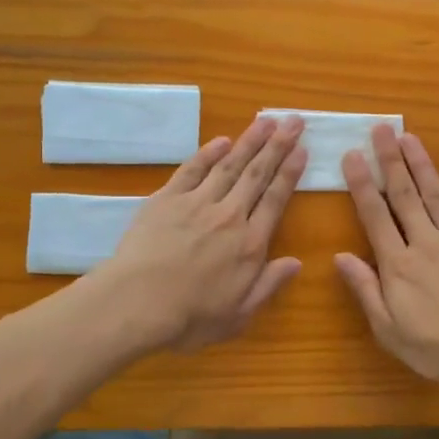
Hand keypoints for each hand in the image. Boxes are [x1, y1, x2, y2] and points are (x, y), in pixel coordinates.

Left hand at [95, 115, 306, 352]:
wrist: (135, 304)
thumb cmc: (189, 318)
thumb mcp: (239, 315)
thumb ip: (268, 285)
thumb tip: (296, 262)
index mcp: (250, 245)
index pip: (275, 200)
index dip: (290, 173)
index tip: (302, 149)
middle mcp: (229, 216)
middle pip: (257, 174)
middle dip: (278, 145)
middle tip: (293, 120)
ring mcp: (196, 204)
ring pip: (229, 165)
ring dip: (249, 141)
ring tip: (266, 120)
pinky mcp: (166, 200)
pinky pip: (191, 170)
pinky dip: (208, 153)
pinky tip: (221, 141)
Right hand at [336, 126, 438, 382]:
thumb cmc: (436, 347)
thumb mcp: (388, 329)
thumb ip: (365, 290)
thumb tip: (341, 256)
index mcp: (398, 264)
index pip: (375, 215)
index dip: (362, 184)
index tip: (352, 155)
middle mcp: (426, 243)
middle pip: (405, 195)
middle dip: (390, 160)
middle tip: (381, 129)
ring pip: (436, 195)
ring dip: (422, 165)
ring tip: (410, 137)